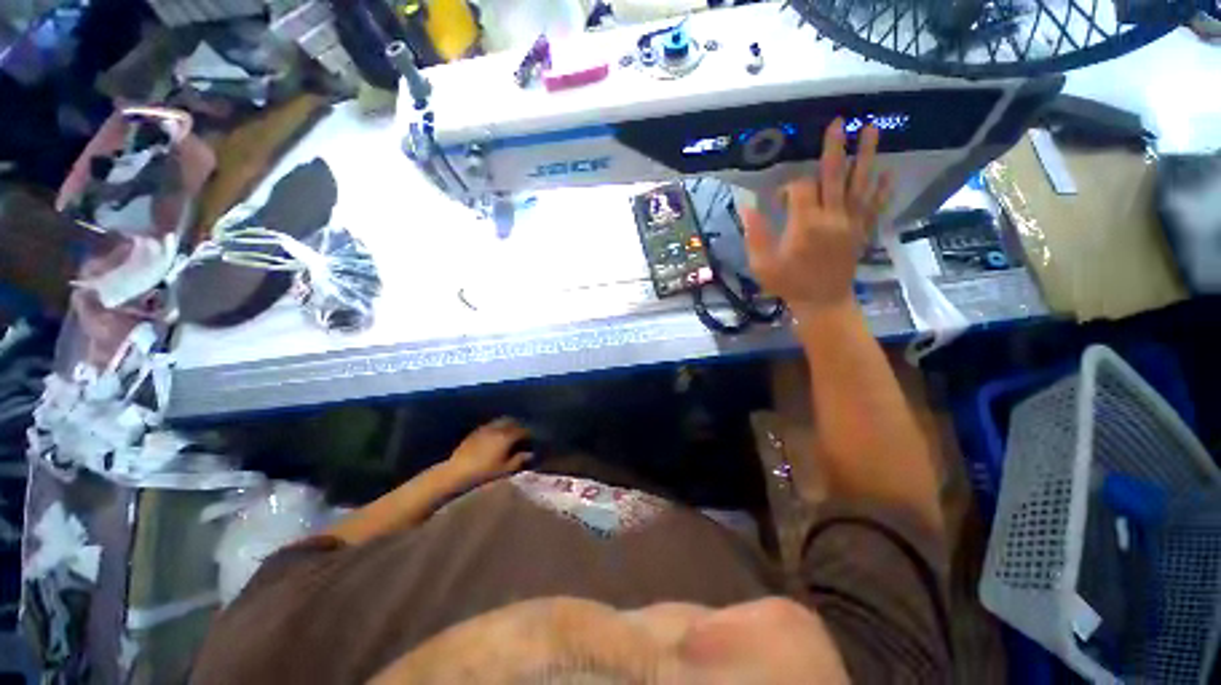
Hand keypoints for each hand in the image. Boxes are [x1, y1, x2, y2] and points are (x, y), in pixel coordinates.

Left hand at [444, 418, 532, 485]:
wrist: (457, 472)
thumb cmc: (484, 472)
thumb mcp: (505, 469)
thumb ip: (519, 460)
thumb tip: (530, 454)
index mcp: (507, 436)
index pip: (522, 430)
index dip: (529, 434)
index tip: (532, 439)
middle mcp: (497, 428)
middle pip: (512, 421)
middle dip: (518, 426)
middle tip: (522, 434)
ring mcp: (485, 428)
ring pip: (500, 421)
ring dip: (507, 425)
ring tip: (509, 434)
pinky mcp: (475, 432)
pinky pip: (490, 425)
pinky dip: (496, 427)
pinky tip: (495, 436)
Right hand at [741, 119, 891, 314]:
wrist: (822, 302)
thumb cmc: (788, 283)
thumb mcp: (762, 263)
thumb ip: (754, 234)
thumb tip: (746, 206)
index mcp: (805, 224)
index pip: (800, 189)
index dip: (787, 188)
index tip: (777, 202)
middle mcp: (832, 217)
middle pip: (835, 175)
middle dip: (835, 147)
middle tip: (841, 121)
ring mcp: (852, 223)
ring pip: (861, 184)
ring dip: (867, 156)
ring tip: (872, 129)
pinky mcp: (863, 232)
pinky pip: (876, 206)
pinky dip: (882, 189)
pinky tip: (887, 173)